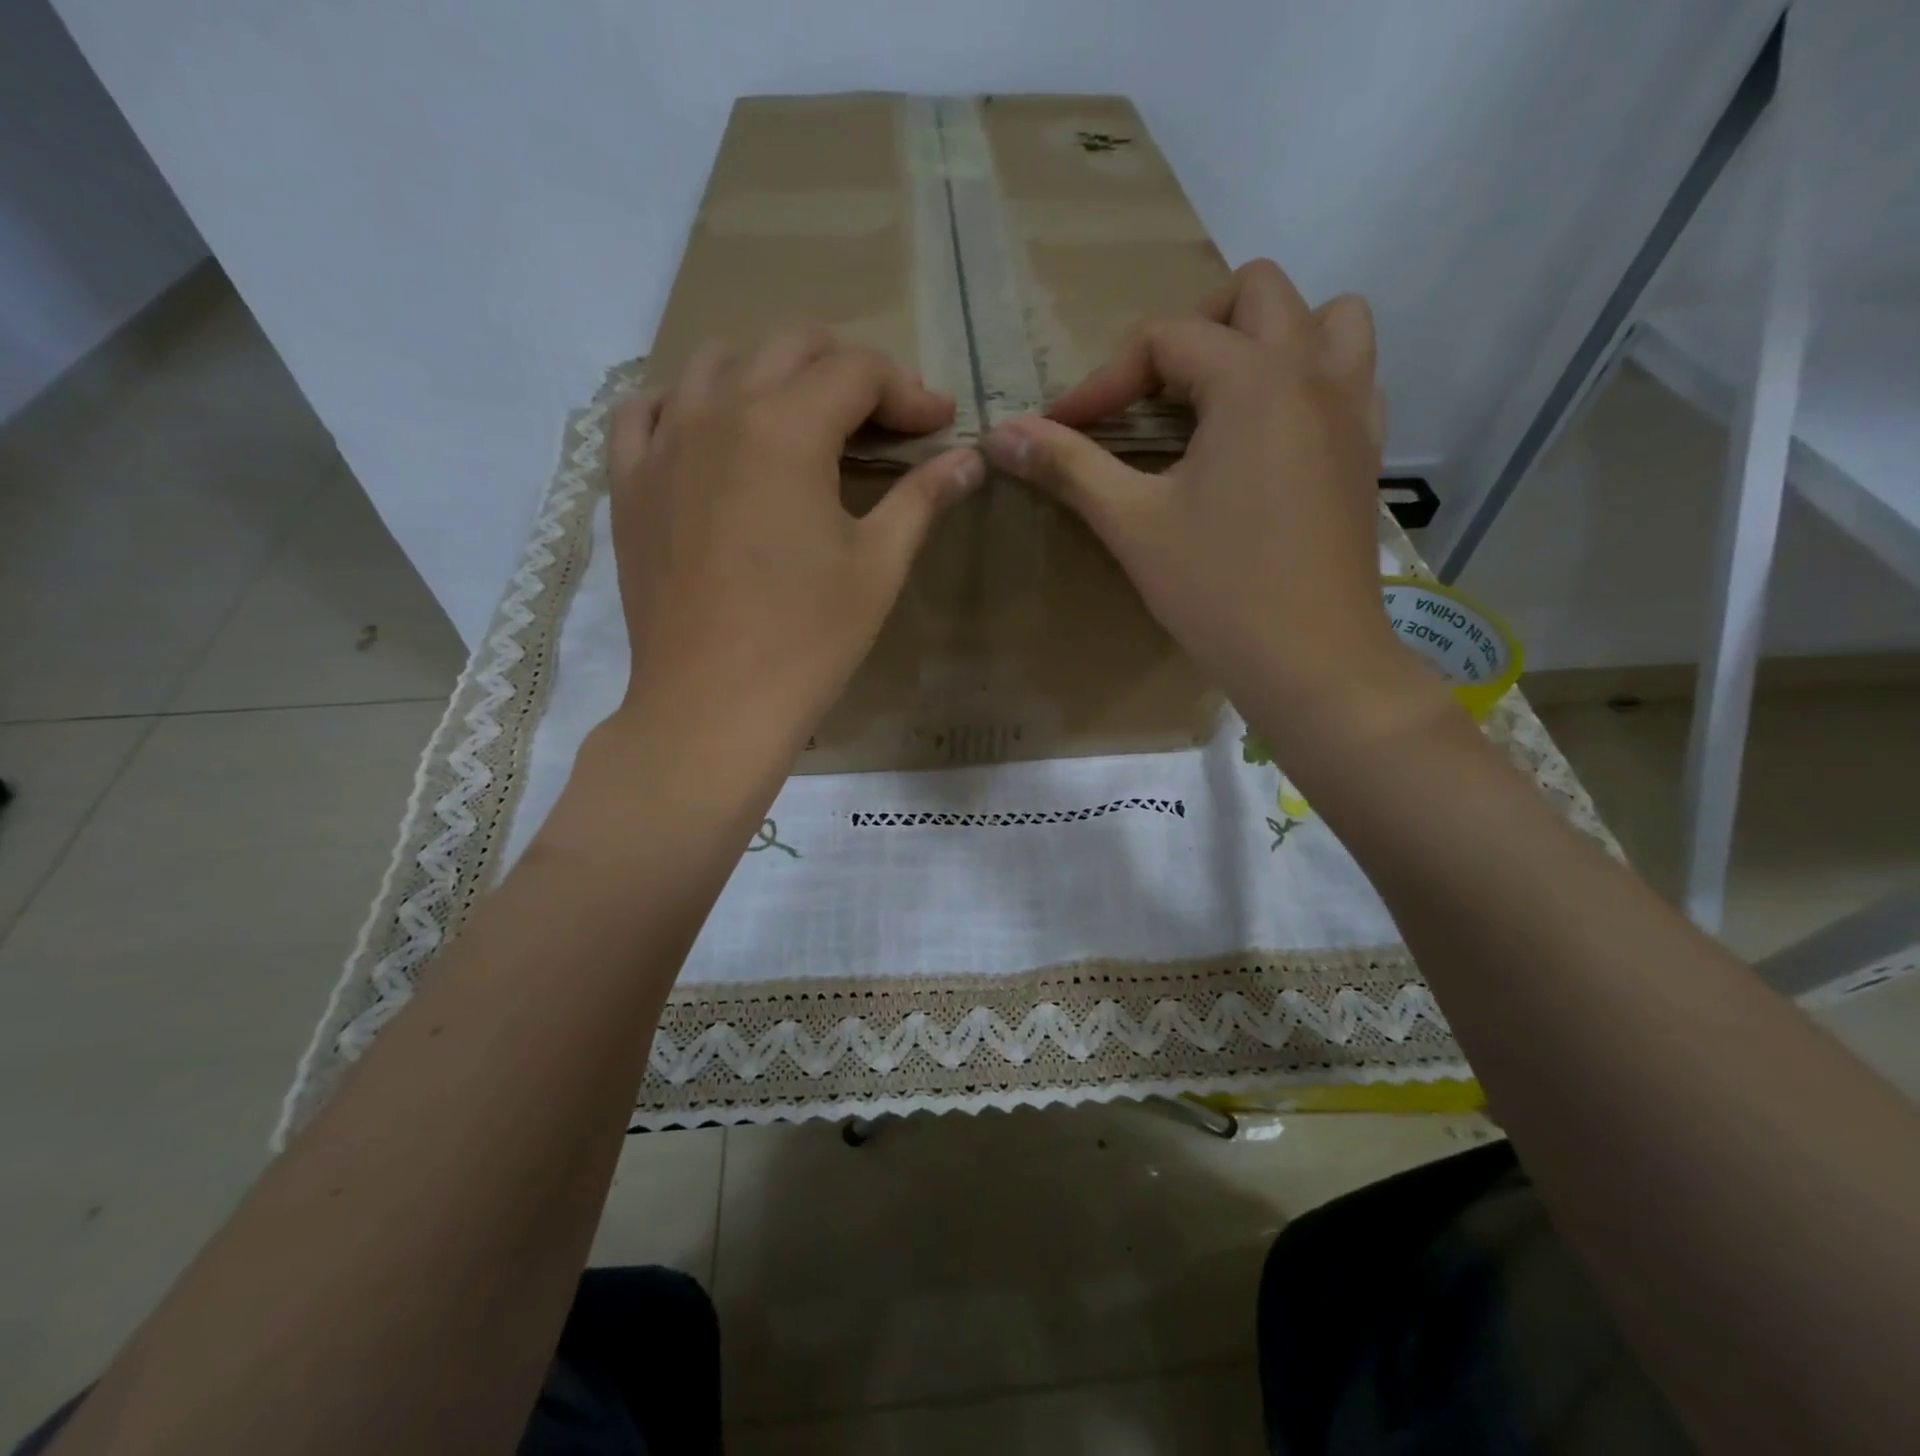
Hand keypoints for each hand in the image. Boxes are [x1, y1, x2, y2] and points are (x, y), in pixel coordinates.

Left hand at [603, 331, 982, 762]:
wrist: (713, 706)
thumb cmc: (808, 639)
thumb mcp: (878, 565)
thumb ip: (922, 497)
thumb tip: (971, 459)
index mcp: (786, 427)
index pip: (857, 371)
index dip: (909, 390)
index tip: (938, 424)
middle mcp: (718, 410)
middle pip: (792, 349)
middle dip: (849, 373)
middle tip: (885, 422)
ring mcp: (663, 443)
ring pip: (718, 363)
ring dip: (772, 376)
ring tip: (803, 423)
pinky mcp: (629, 483)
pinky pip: (647, 410)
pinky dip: (687, 403)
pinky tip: (712, 434)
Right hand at [983, 260, 1415, 744]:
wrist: (1311, 660)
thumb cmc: (1217, 590)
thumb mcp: (1132, 524)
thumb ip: (1068, 466)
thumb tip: (999, 433)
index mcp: (1253, 378)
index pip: (1164, 339)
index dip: (1102, 381)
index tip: (1063, 429)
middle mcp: (1313, 372)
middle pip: (1257, 293)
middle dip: (1191, 329)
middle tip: (1151, 393)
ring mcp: (1353, 408)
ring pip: (1328, 318)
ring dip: (1269, 336)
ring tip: (1222, 394)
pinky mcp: (1368, 451)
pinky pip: (1352, 375)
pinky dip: (1310, 379)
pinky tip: (1269, 434)